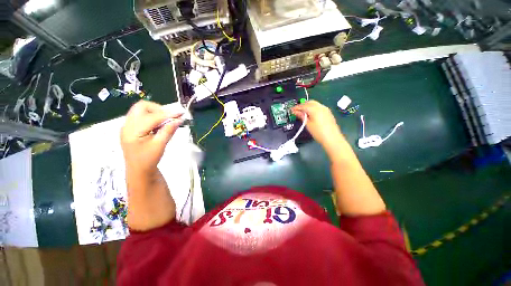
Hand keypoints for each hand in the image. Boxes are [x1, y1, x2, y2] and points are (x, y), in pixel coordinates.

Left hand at [121, 101, 181, 176]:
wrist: (139, 170)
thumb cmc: (149, 159)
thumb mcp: (160, 145)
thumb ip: (169, 130)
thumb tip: (179, 119)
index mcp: (133, 131)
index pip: (152, 117)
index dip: (168, 114)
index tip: (181, 114)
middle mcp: (127, 125)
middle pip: (142, 107)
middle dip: (158, 109)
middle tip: (170, 117)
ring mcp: (128, 126)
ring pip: (141, 110)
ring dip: (156, 112)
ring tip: (166, 122)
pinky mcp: (131, 128)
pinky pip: (142, 116)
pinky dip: (153, 117)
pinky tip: (160, 125)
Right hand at [292, 100, 343, 151]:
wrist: (332, 139)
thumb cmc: (318, 133)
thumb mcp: (308, 125)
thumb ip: (302, 116)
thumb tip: (296, 112)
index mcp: (315, 110)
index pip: (303, 106)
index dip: (296, 107)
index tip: (291, 110)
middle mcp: (321, 107)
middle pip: (309, 102)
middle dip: (302, 105)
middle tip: (296, 110)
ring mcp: (325, 109)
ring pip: (315, 103)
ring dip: (308, 106)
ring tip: (302, 112)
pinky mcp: (328, 112)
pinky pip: (319, 106)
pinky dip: (313, 108)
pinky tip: (310, 113)